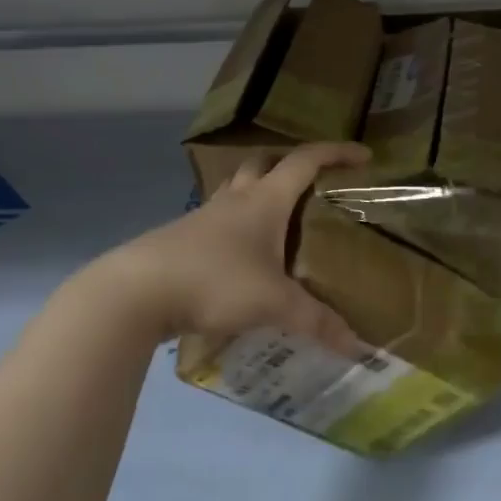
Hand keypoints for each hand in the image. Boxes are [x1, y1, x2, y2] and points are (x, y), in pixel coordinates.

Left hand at [91, 142, 369, 351]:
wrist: (136, 291)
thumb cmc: (214, 281)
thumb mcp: (273, 303)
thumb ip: (316, 322)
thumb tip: (357, 346)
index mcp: (264, 201)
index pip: (305, 162)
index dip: (336, 153)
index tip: (363, 155)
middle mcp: (235, 199)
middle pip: (264, 164)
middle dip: (290, 166)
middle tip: (313, 186)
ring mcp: (204, 217)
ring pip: (236, 190)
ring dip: (259, 193)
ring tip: (279, 221)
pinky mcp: (183, 239)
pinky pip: (218, 221)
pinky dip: (236, 227)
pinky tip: (243, 256)